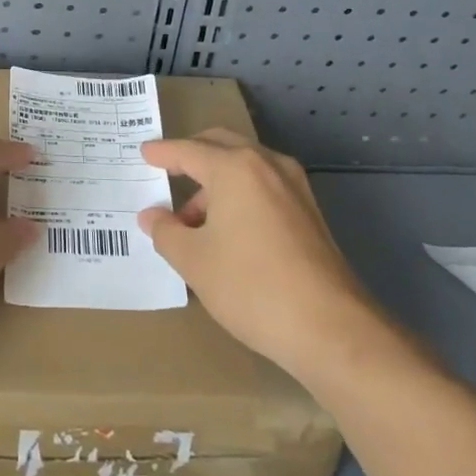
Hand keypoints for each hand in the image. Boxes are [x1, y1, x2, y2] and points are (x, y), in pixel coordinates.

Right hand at [139, 129, 385, 382]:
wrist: (331, 329)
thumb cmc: (252, 287)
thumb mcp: (194, 261)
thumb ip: (166, 232)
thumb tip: (152, 216)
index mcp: (235, 168)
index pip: (188, 151)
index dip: (162, 153)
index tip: (144, 153)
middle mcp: (267, 165)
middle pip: (221, 146)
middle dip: (192, 155)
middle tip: (168, 170)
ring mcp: (294, 187)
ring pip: (245, 166)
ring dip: (216, 182)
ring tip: (193, 220)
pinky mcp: (310, 212)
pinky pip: (264, 186)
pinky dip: (240, 194)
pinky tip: (227, 229)